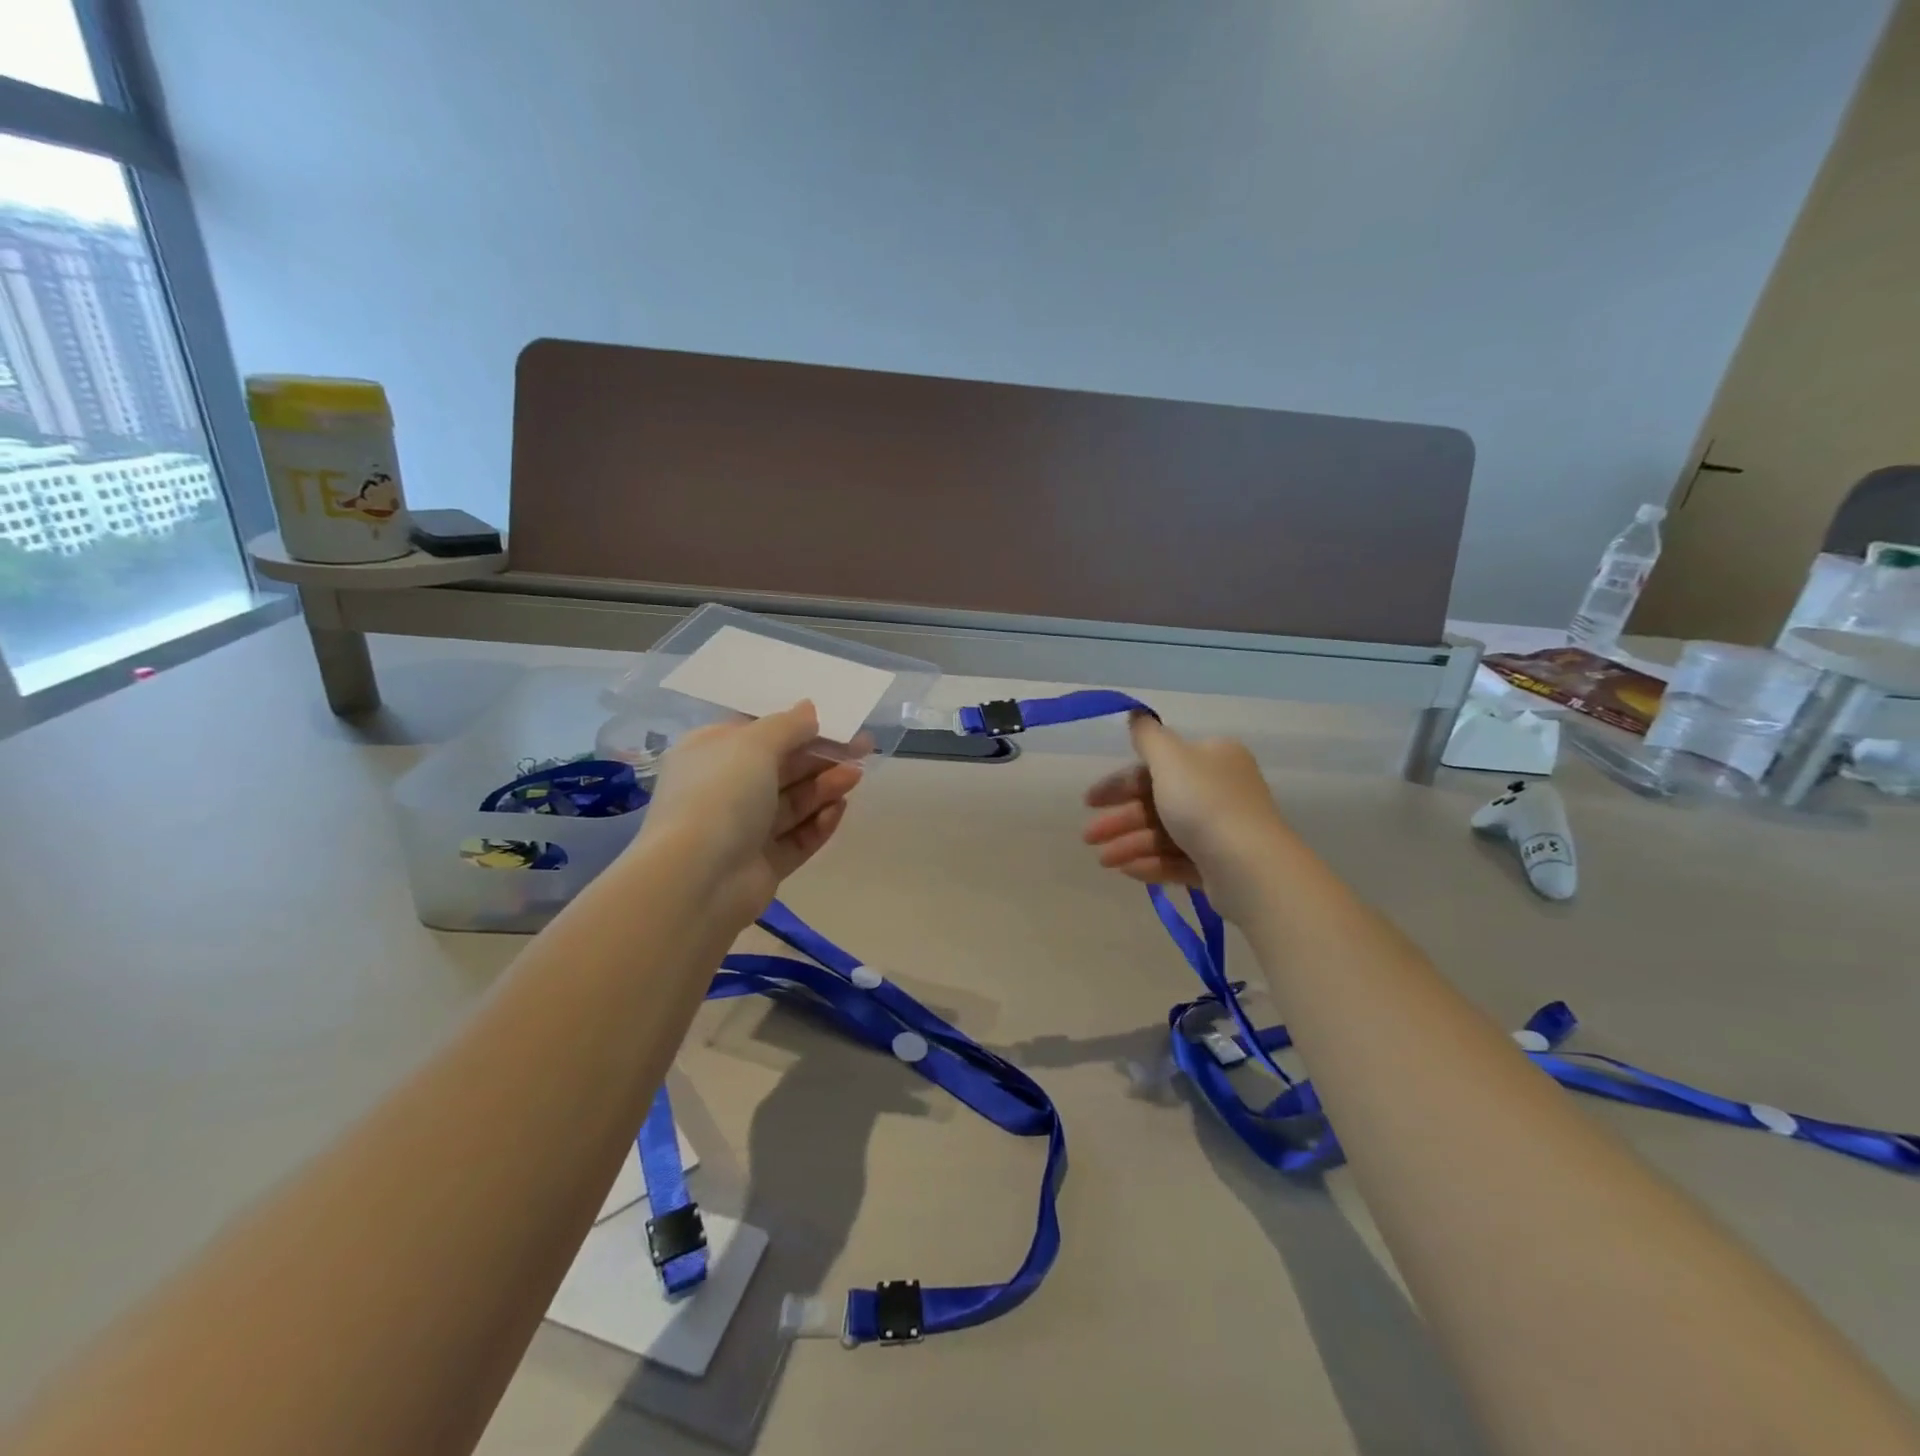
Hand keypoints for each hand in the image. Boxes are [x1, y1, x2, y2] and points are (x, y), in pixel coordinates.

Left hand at [636, 701, 862, 926]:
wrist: (698, 879)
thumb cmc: (721, 795)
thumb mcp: (754, 745)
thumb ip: (788, 725)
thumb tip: (809, 709)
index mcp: (710, 754)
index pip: (758, 734)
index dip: (798, 726)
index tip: (836, 722)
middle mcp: (724, 790)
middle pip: (781, 768)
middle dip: (821, 757)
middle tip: (863, 748)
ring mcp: (743, 830)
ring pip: (792, 803)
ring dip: (824, 787)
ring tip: (856, 776)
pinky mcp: (763, 864)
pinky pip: (796, 839)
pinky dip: (818, 824)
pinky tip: (839, 810)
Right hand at [1081, 713, 1290, 919]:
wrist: (1249, 867)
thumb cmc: (1205, 804)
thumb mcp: (1170, 758)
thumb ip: (1148, 737)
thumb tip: (1136, 713)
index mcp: (1212, 758)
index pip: (1157, 767)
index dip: (1119, 783)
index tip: (1089, 801)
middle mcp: (1220, 789)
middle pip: (1157, 801)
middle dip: (1120, 819)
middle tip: (1087, 837)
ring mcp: (1222, 830)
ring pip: (1165, 833)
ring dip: (1130, 844)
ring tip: (1104, 862)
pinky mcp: (1220, 865)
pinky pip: (1178, 860)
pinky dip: (1151, 863)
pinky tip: (1126, 871)